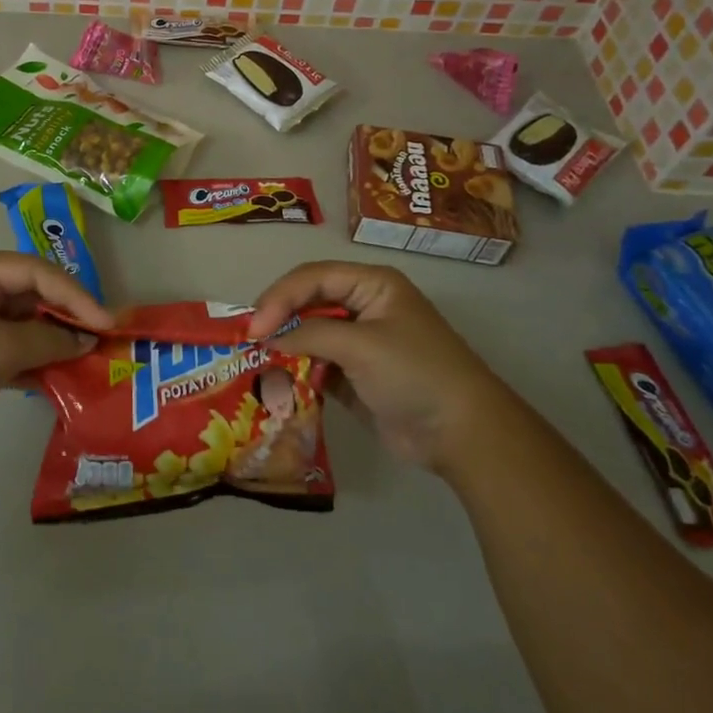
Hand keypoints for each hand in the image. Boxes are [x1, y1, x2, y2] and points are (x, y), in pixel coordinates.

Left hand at [0, 250, 114, 462]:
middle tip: (103, 339)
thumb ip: (48, 341)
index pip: (37, 272)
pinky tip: (62, 377)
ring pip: (24, 326)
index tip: (107, 321)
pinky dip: (34, 362)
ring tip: (90, 360)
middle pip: (32, 296)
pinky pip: (12, 351)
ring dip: (54, 343)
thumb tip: (86, 342)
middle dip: (67, 318)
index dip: (76, 295)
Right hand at [250, 262, 506, 474]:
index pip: (313, 277)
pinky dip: (297, 371)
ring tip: (255, 361)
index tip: (255, 328)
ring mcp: (359, 343)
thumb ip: (309, 335)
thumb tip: (265, 339)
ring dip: (285, 347)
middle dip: (278, 319)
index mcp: (372, 285)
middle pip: (308, 302)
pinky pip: (317, 365)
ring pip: (309, 334)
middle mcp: (363, 306)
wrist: (463, 435)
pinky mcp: (355, 376)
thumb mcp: (361, 345)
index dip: (280, 297)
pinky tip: (276, 382)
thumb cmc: (415, 373)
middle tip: (248, 341)